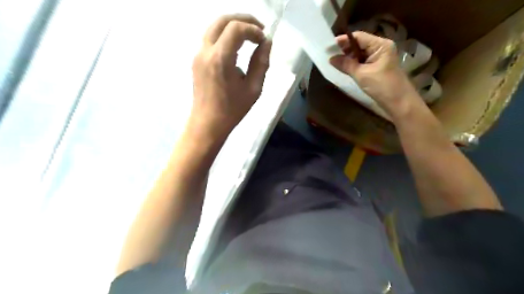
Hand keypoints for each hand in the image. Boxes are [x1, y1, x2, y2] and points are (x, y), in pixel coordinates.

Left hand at [191, 14, 272, 139]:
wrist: (208, 123)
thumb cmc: (232, 110)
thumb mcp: (253, 88)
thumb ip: (261, 63)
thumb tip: (266, 43)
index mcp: (220, 58)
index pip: (236, 28)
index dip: (253, 29)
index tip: (264, 41)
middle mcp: (205, 51)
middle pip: (222, 20)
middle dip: (243, 19)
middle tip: (259, 29)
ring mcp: (198, 54)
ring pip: (214, 27)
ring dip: (233, 26)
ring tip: (250, 35)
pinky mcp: (196, 60)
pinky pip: (211, 39)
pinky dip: (225, 36)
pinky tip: (237, 47)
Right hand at [331, 31, 419, 118]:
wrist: (399, 103)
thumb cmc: (382, 86)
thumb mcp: (362, 75)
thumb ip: (346, 65)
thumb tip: (331, 58)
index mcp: (380, 45)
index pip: (358, 37)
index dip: (343, 40)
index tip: (329, 46)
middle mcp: (380, 48)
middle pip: (359, 44)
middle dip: (345, 49)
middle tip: (329, 56)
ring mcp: (379, 58)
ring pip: (360, 53)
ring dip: (348, 57)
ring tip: (334, 62)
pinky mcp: (377, 67)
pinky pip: (362, 62)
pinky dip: (353, 64)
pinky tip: (344, 67)